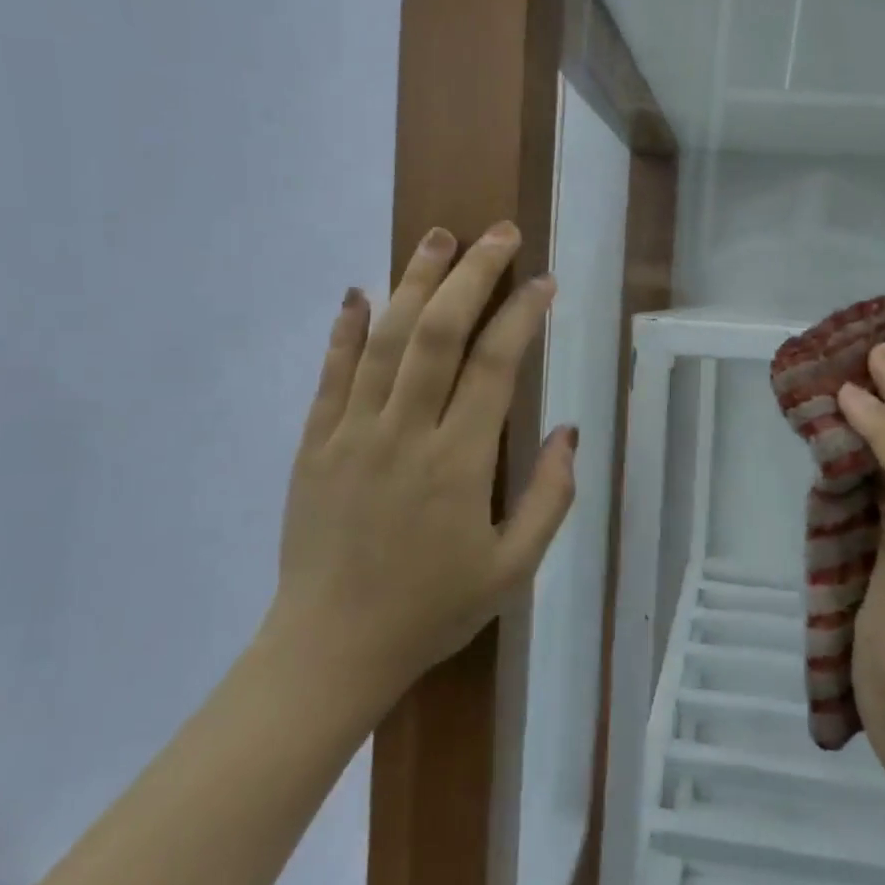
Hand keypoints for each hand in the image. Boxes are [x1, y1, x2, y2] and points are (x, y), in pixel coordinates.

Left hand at [270, 222, 577, 699]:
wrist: (331, 649)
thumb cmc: (431, 610)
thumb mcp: (513, 570)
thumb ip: (550, 498)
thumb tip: (570, 432)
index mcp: (459, 463)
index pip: (495, 366)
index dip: (523, 315)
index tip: (543, 282)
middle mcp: (405, 433)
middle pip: (438, 332)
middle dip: (472, 275)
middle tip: (498, 234)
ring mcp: (352, 433)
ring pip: (385, 339)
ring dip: (414, 281)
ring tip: (439, 238)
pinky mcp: (314, 444)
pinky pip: (330, 374)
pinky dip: (345, 329)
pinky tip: (359, 291)